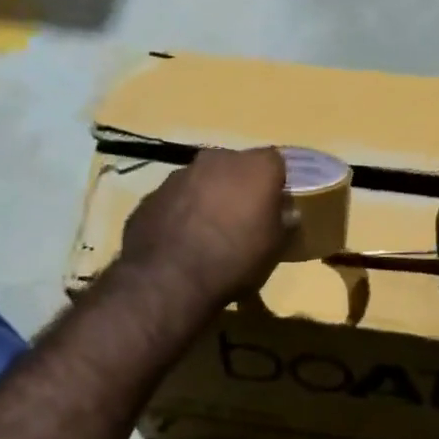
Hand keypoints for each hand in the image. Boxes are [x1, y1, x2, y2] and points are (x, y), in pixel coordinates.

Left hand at [120, 147, 290, 304]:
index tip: (275, 205)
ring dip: (208, 198)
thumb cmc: (234, 260)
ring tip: (209, 233)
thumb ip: (283, 223)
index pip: (275, 161)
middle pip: (235, 166)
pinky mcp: (151, 195)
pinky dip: (181, 213)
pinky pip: (175, 199)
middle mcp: (216, 159)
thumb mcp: (274, 249)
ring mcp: (179, 175)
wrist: (169, 279)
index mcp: (253, 167)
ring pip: (202, 180)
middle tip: (242, 218)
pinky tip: (181, 241)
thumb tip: (286, 213)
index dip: (276, 182)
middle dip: (239, 186)